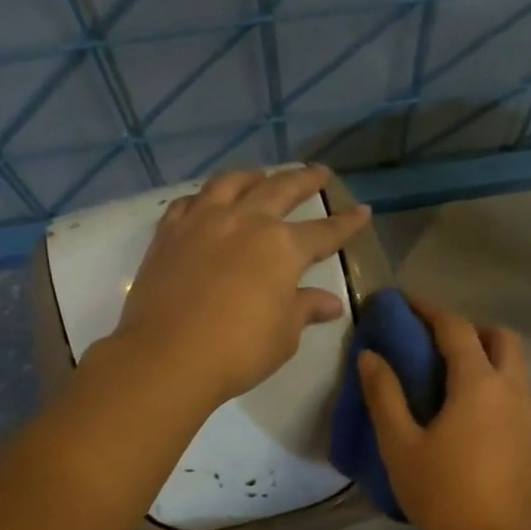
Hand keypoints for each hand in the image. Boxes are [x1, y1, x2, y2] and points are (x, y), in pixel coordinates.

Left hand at [110, 164, 371, 408]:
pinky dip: (204, 197)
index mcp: (282, 247)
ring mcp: (203, 222)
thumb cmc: (238, 350)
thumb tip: (331, 303)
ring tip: (262, 176)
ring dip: (253, 176)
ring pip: (231, 183)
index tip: (362, 210)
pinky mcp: (169, 233)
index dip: (346, 223)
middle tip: (319, 173)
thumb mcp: (283, 335)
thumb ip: (305, 309)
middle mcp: (245, 221)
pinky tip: (207, 202)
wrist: (168, 357)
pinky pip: (189, 202)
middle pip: (280, 190)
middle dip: (305, 180)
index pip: (324, 231)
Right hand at [357, 294, 530, 529]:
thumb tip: (371, 356)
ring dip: (484, 352)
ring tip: (445, 374)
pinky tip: (464, 408)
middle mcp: (511, 389)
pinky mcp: (530, 437)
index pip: (455, 328)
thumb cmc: (443, 495)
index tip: (404, 302)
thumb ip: (385, 396)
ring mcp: (527, 413)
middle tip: (433, 341)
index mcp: (479, 384)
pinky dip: (493, 379)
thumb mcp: (400, 446)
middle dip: (468, 327)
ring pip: (513, 363)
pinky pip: (515, 388)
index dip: (428, 309)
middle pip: (499, 337)